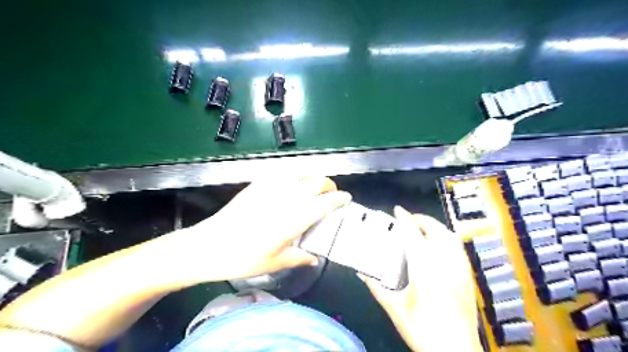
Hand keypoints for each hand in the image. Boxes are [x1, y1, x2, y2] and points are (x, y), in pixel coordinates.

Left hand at [165, 178, 352, 283]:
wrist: (209, 245)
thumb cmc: (244, 258)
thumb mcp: (276, 262)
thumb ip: (300, 257)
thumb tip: (314, 257)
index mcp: (295, 217)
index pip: (326, 202)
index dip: (340, 198)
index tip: (346, 198)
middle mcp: (287, 197)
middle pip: (317, 181)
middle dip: (329, 185)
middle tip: (330, 194)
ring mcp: (271, 188)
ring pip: (301, 173)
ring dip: (313, 178)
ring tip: (313, 189)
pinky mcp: (257, 184)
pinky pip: (282, 174)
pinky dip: (294, 176)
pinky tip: (291, 186)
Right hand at [358, 206, 481, 351]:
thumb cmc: (423, 331)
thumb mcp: (395, 309)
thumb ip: (376, 287)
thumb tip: (361, 271)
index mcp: (426, 271)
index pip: (414, 236)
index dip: (405, 220)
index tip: (397, 210)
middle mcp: (446, 265)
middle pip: (437, 231)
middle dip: (422, 219)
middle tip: (408, 219)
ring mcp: (460, 271)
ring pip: (451, 238)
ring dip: (436, 227)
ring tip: (422, 228)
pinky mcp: (467, 278)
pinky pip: (458, 249)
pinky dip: (447, 239)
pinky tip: (438, 246)